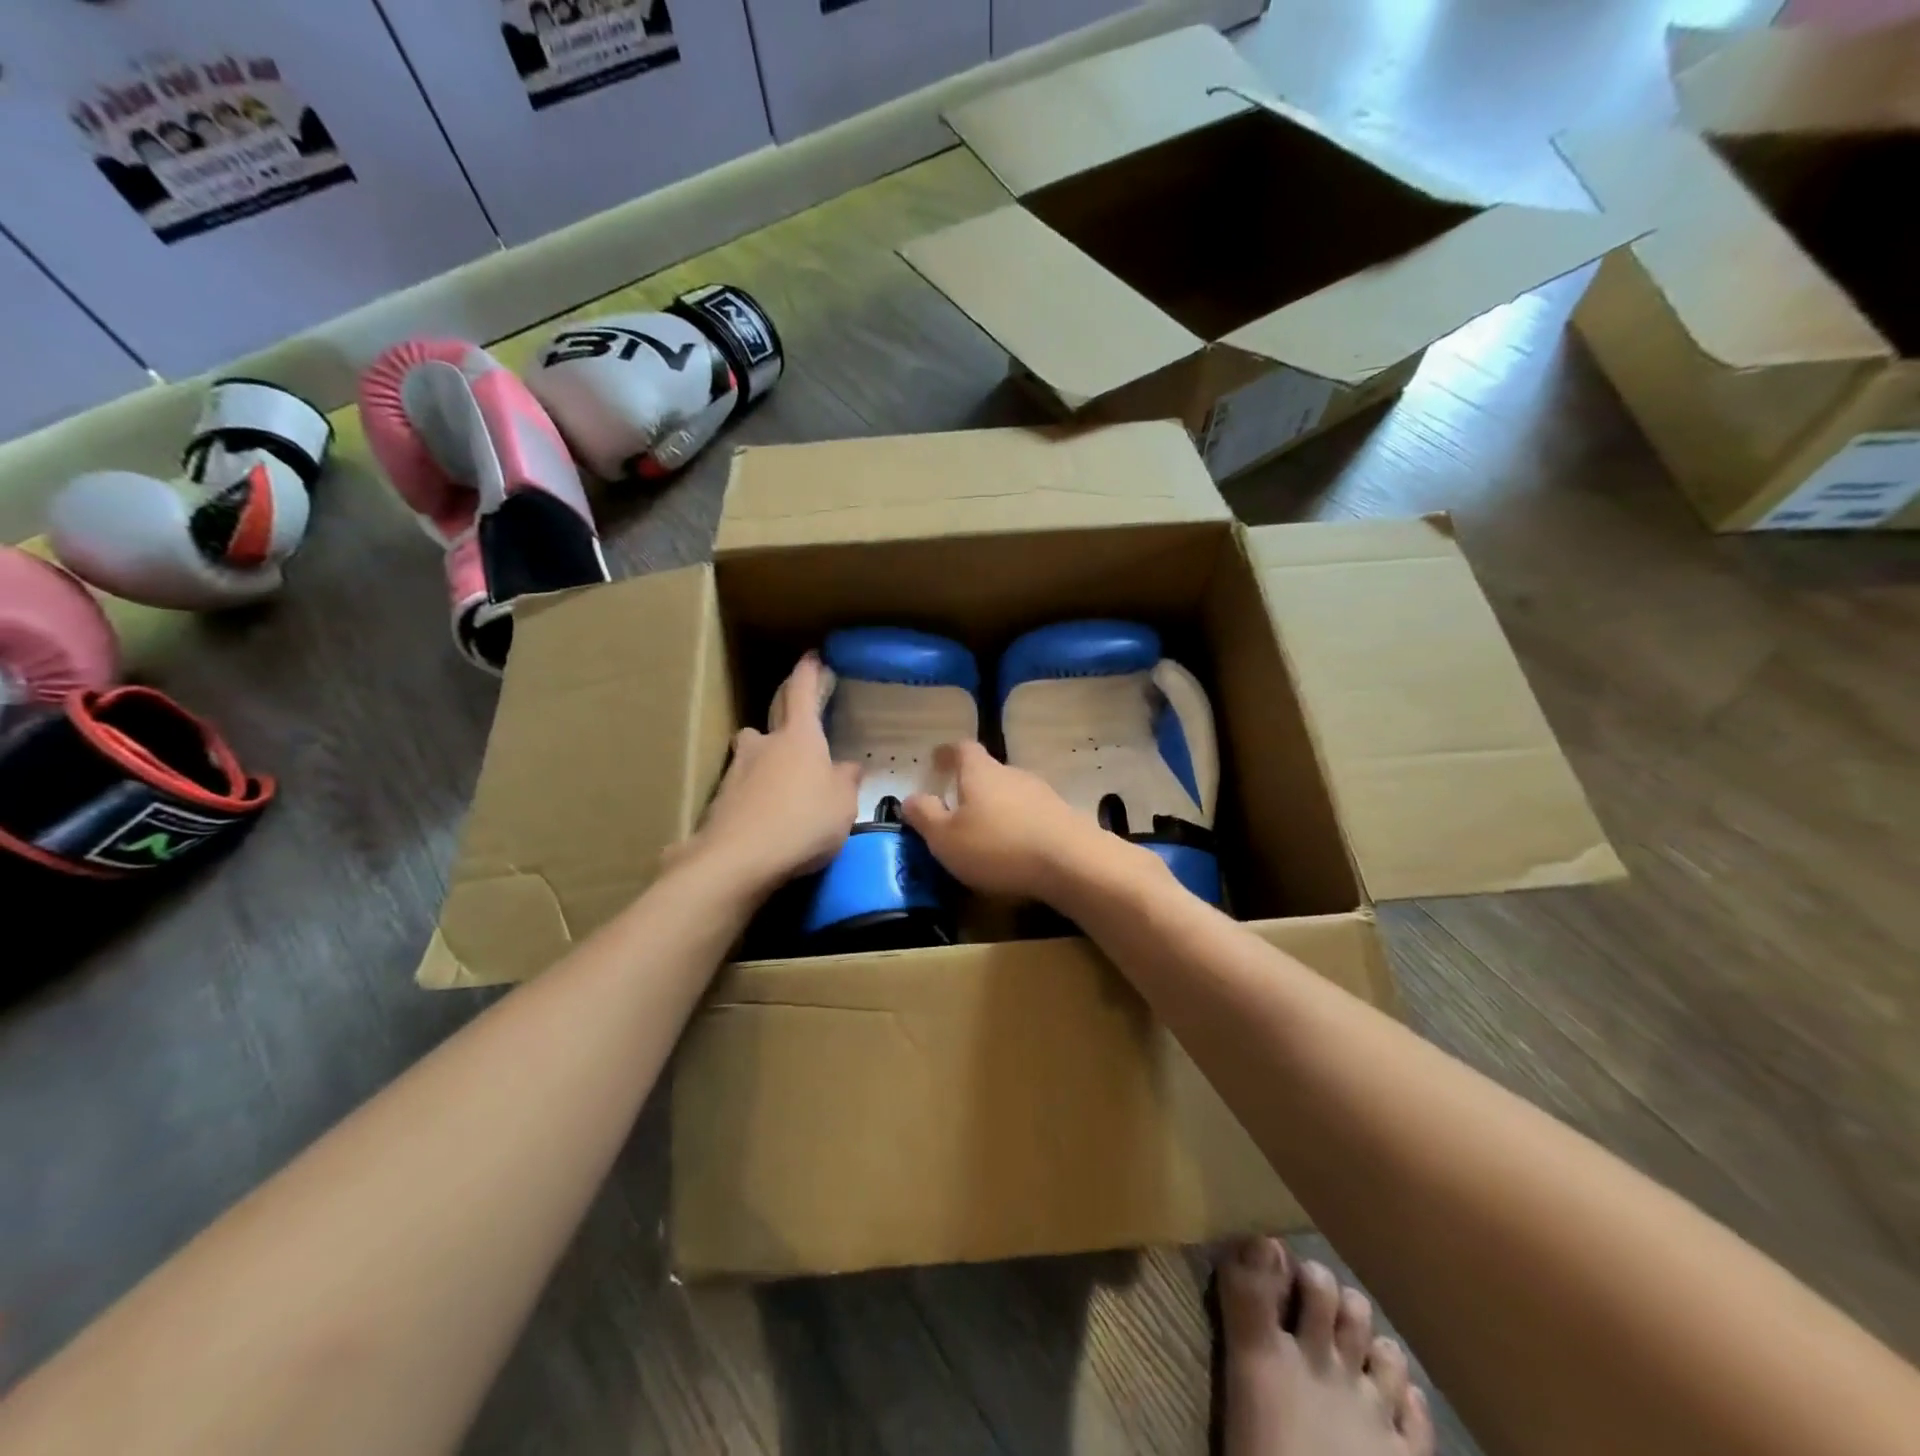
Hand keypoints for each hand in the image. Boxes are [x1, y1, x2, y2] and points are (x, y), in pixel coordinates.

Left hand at [671, 653, 860, 896]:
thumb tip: (848, 766)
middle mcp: (763, 744)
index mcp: (799, 737)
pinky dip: (755, 794)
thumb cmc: (803, 822)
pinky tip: (767, 817)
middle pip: (773, 717)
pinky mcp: (719, 801)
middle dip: (787, 714)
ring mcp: (736, 771)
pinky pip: (743, 787)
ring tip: (783, 780)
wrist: (738, 860)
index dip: (809, 673)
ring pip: (753, 753)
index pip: (802, 692)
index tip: (813, 657)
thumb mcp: (843, 805)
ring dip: (766, 758)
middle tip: (801, 723)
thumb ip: (846, 781)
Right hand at [902, 741, 1149, 906]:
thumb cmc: (998, 847)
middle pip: (988, 771)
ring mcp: (1042, 793)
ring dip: (996, 807)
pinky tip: (1014, 848)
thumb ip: (925, 816)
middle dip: (971, 785)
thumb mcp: (946, 838)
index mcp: (980, 772)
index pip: (962, 749)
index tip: (936, 759)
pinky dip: (1018, 824)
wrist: (1071, 862)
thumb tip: (910, 798)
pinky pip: (1031, 814)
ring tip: (984, 832)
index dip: (947, 753)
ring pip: (1011, 793)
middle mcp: (1012, 773)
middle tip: (956, 805)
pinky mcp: (1062, 816)